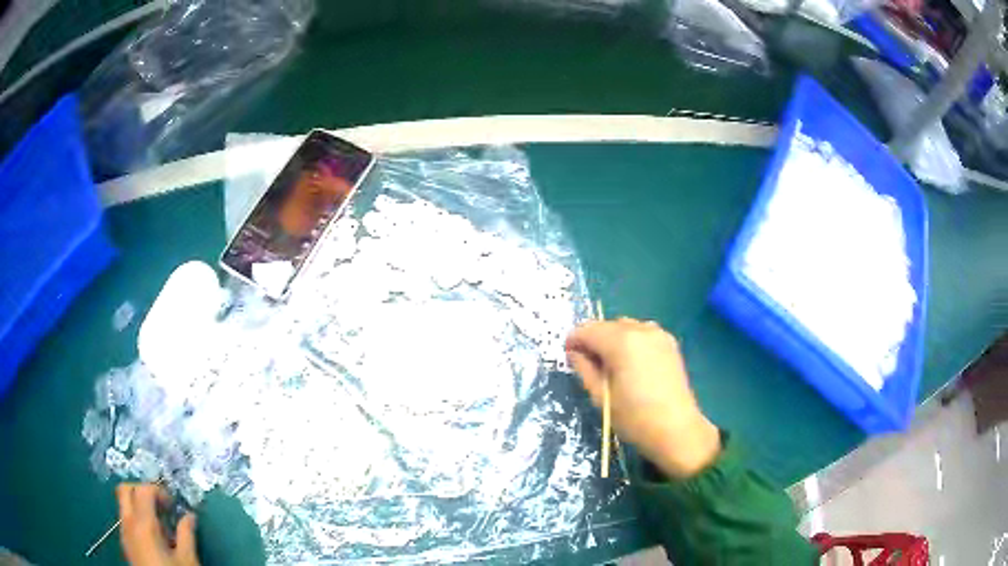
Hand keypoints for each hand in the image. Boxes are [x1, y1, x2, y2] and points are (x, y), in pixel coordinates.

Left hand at [116, 483, 198, 565]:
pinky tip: (154, 540)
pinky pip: (126, 521)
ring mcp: (123, 532)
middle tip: (161, 506)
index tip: (173, 504)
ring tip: (161, 527)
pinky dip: (138, 520)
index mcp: (143, 523)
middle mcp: (128, 522)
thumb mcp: (187, 559)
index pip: (143, 489)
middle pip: (126, 489)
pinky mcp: (125, 543)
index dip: (158, 490)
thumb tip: (190, 516)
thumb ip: (187, 534)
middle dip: (142, 491)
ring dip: (140, 507)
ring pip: (124, 505)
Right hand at [566, 318, 720, 478]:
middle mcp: (640, 329)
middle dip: (594, 340)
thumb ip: (584, 368)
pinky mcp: (669, 343)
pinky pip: (642, 332)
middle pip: (607, 325)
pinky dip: (631, 341)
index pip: (588, 330)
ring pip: (625, 326)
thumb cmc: (634, 417)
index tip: (569, 356)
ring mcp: (658, 334)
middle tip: (588, 364)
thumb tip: (575, 352)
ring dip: (613, 339)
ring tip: (611, 364)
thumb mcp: (600, 396)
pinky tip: (631, 363)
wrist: (676, 429)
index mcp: (621, 341)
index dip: (574, 340)